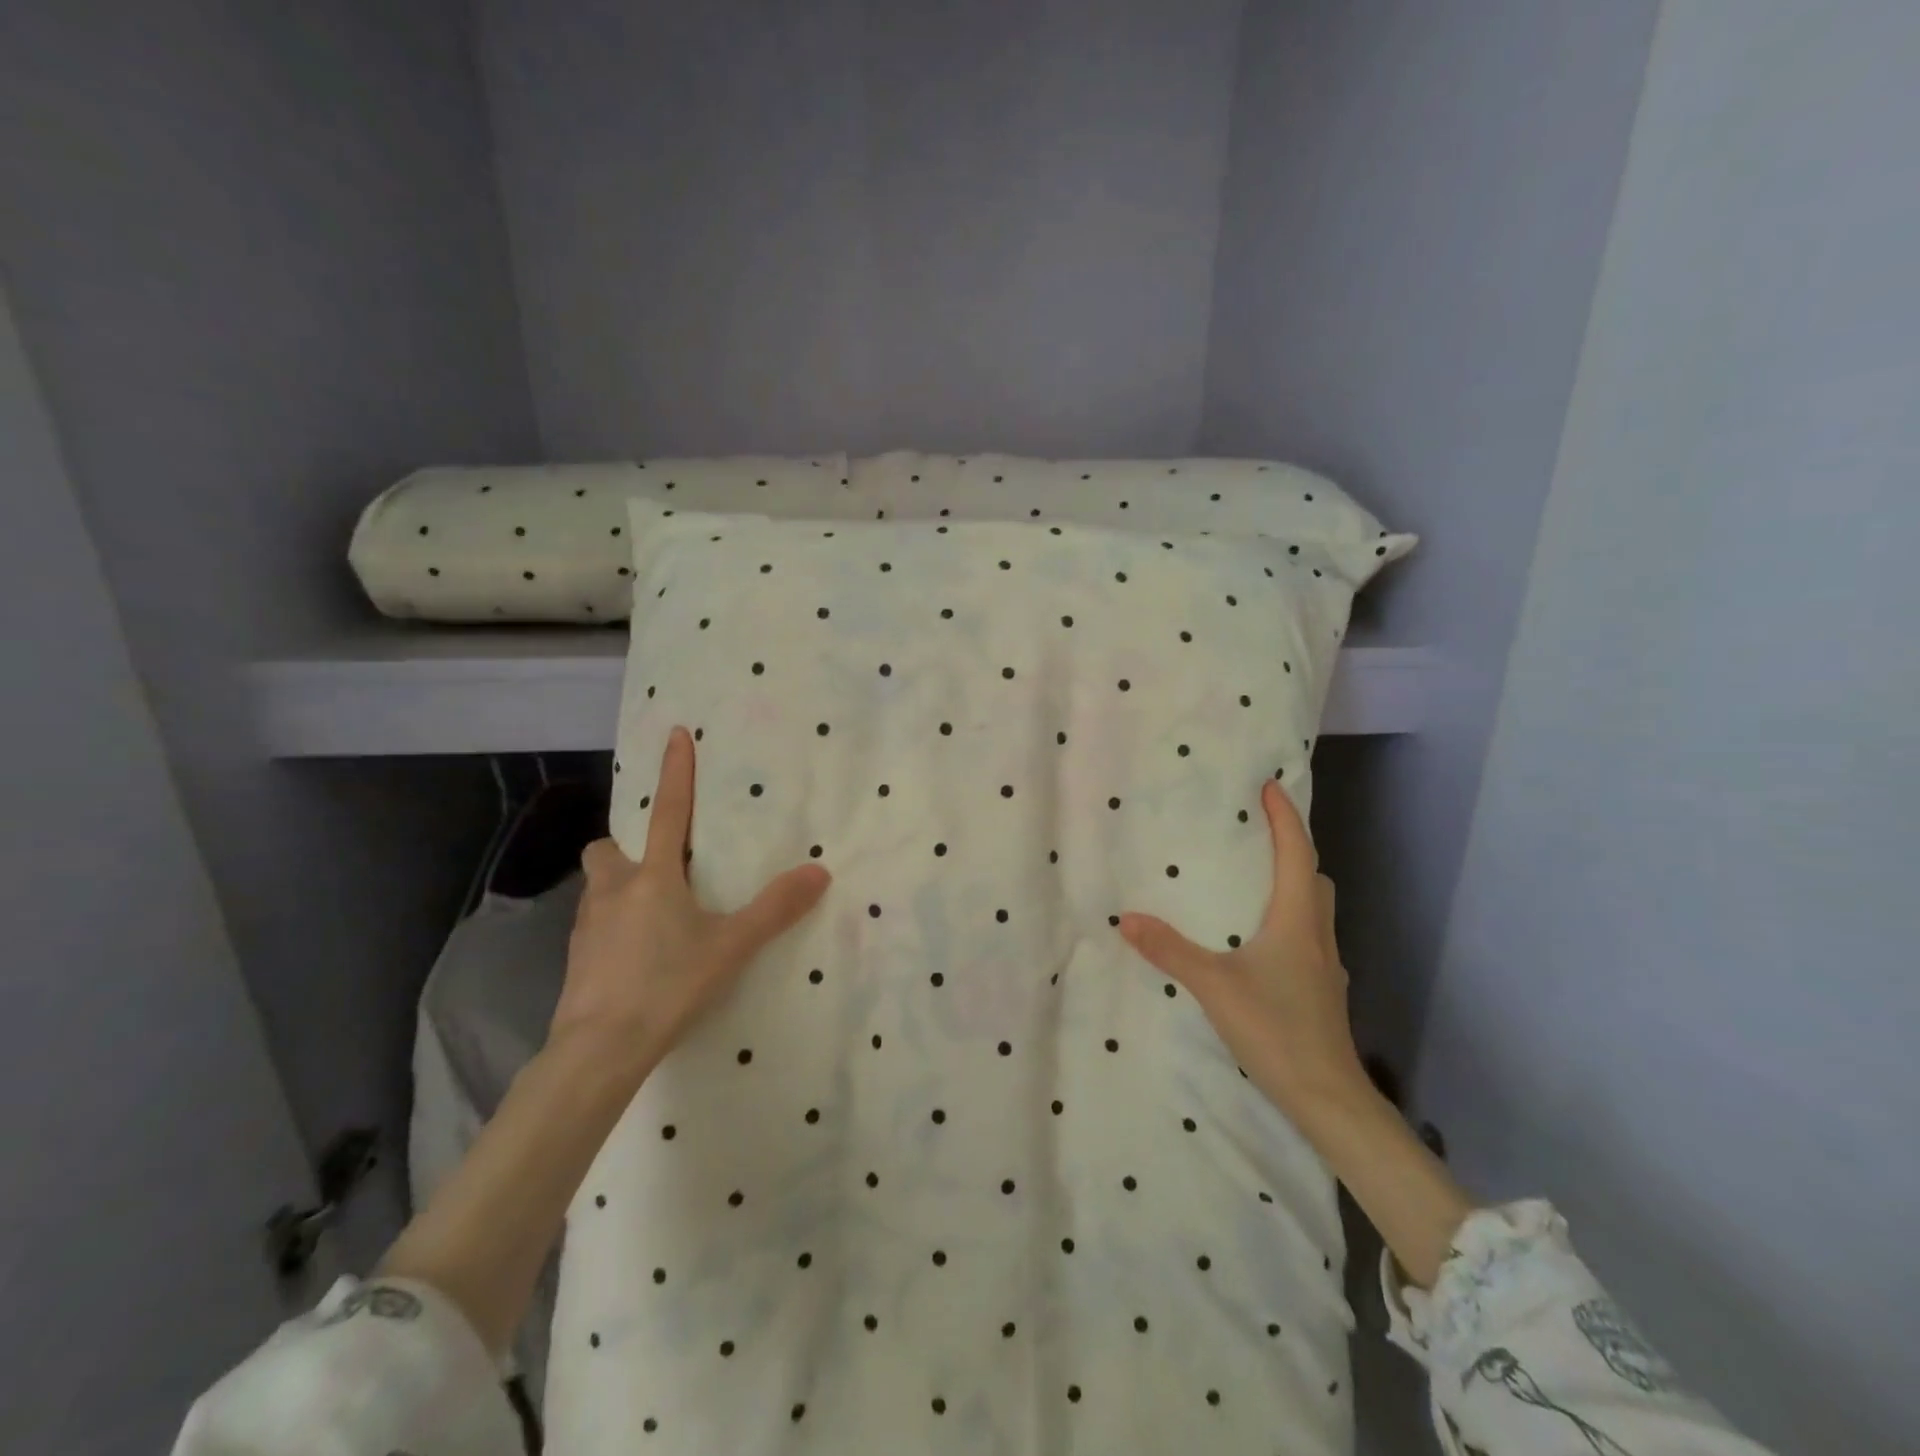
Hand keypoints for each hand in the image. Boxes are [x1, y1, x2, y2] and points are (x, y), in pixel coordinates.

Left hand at [550, 726, 830, 1077]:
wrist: (599, 1050)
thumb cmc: (668, 985)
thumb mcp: (731, 946)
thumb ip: (775, 909)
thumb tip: (819, 872)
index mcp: (652, 877)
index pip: (667, 811)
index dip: (674, 772)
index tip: (675, 734)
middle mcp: (613, 891)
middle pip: (608, 849)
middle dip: (627, 846)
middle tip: (658, 864)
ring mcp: (587, 926)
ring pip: (598, 887)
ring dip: (620, 886)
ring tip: (654, 914)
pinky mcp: (576, 960)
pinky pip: (594, 925)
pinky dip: (613, 925)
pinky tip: (637, 954)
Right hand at [1119, 779, 1366, 1119]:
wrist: (1327, 1096)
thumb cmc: (1276, 1029)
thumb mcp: (1214, 986)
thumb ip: (1170, 950)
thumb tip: (1126, 918)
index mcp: (1297, 919)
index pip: (1297, 853)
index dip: (1285, 817)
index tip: (1270, 785)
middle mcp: (1317, 933)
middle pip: (1313, 876)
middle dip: (1291, 846)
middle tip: (1257, 830)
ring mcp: (1324, 963)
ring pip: (1314, 906)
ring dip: (1293, 881)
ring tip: (1254, 877)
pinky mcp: (1320, 987)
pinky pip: (1307, 932)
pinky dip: (1288, 915)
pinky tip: (1259, 936)